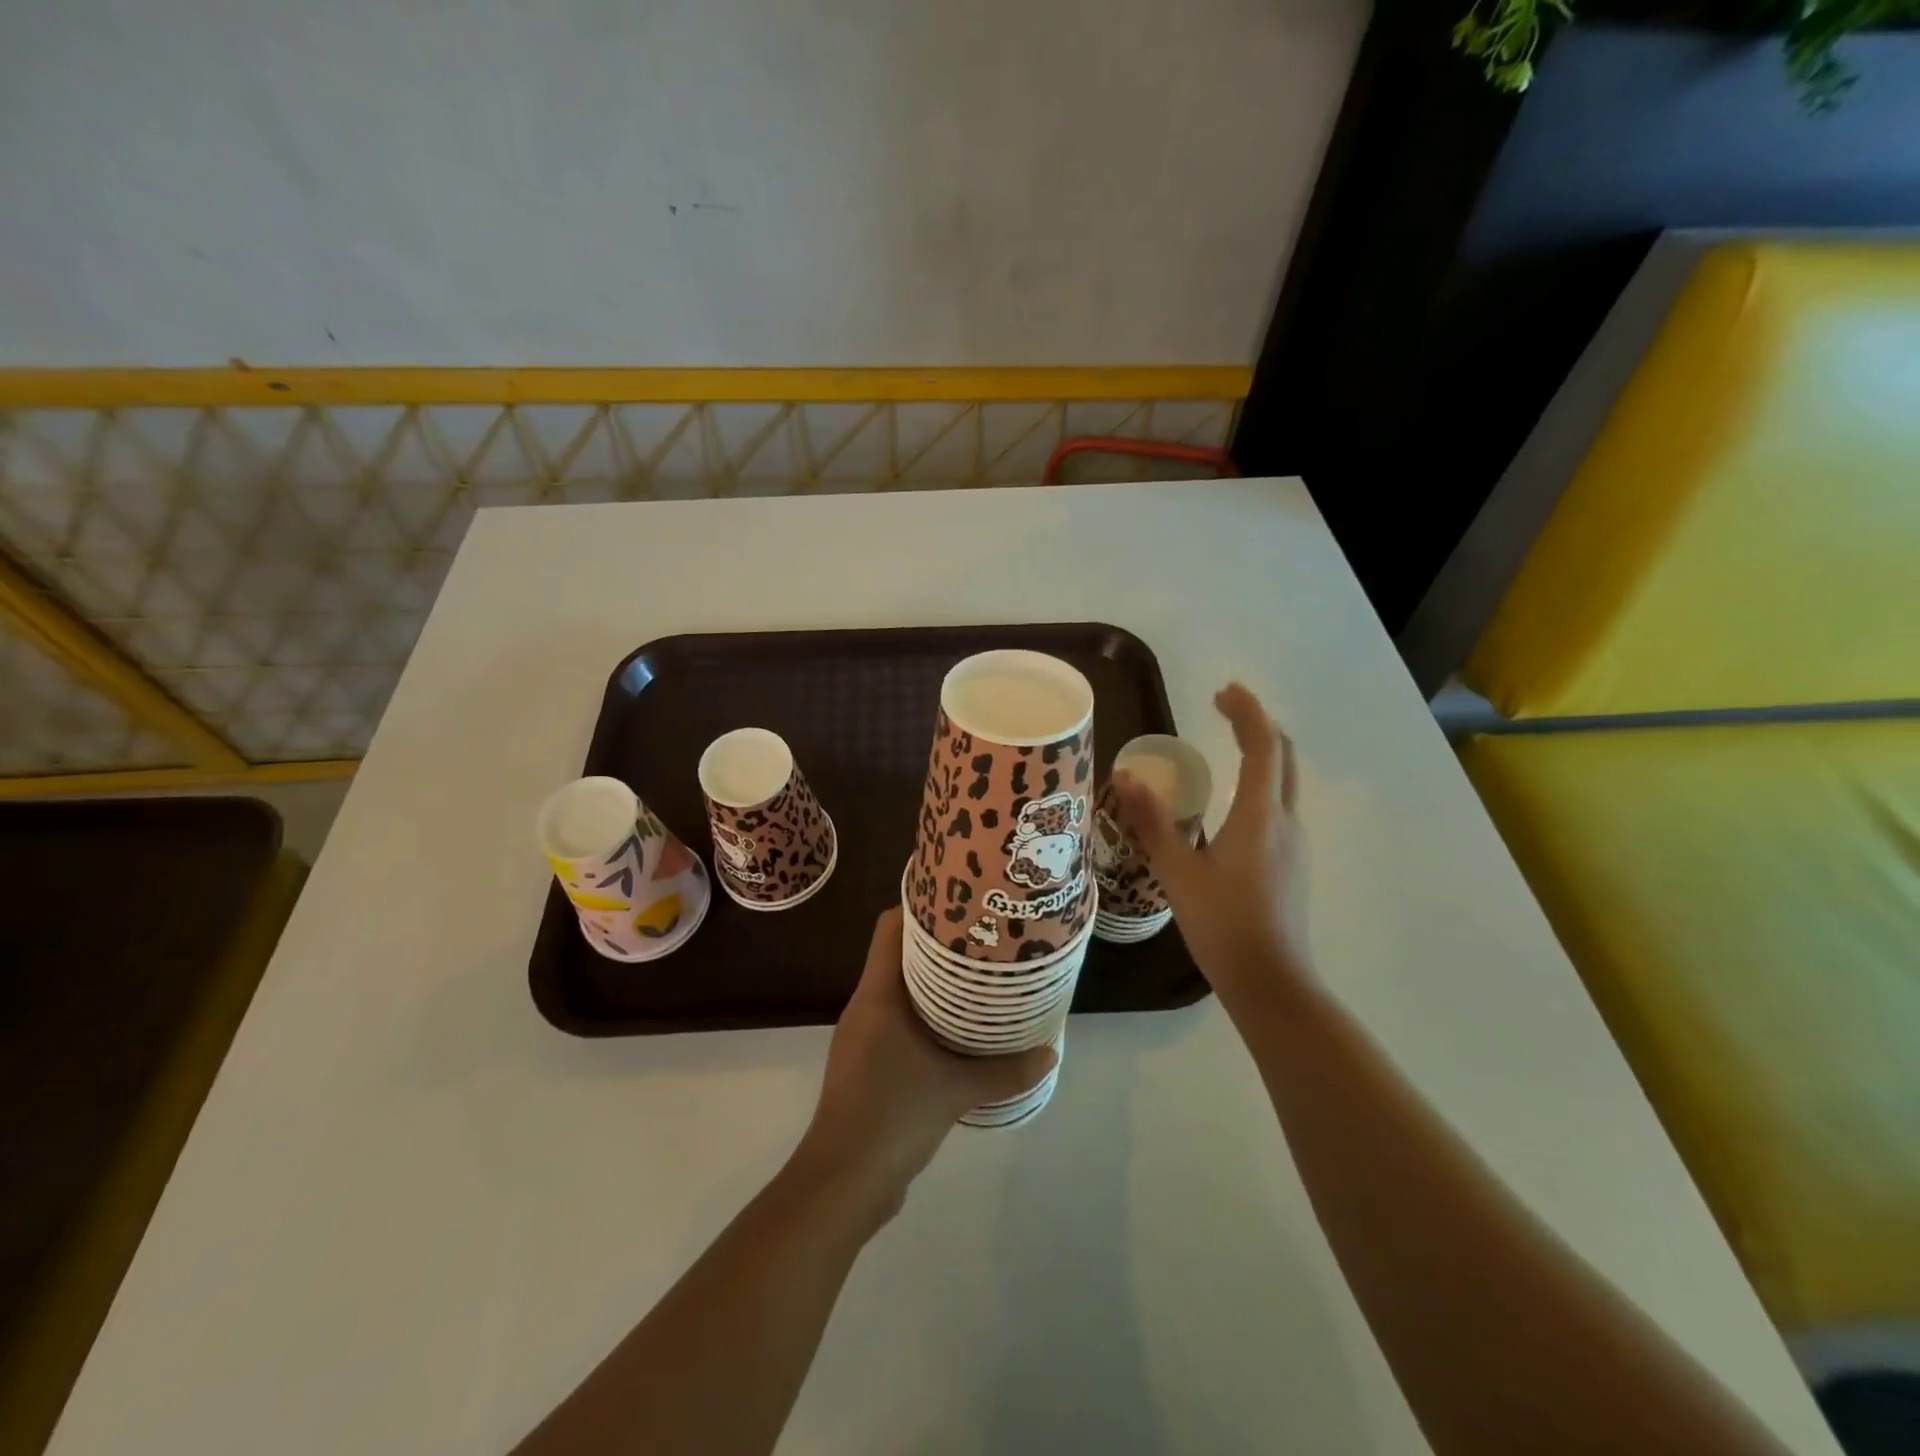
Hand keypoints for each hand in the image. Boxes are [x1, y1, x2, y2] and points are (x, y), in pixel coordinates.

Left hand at [795, 910, 1057, 1224]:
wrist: (843, 1182)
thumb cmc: (893, 1116)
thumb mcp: (956, 1090)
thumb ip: (1004, 1071)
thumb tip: (1050, 1052)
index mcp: (877, 995)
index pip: (890, 928)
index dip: (920, 905)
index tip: (960, 901)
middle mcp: (866, 1006)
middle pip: (898, 954)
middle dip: (939, 945)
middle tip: (984, 938)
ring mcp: (864, 1036)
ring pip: (900, 990)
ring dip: (935, 984)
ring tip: (979, 979)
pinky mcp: (869, 1064)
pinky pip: (899, 1022)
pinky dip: (928, 1017)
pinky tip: (960, 1031)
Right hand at [1112, 683, 1312, 1018]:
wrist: (1271, 983)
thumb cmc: (1222, 925)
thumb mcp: (1177, 872)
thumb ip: (1152, 821)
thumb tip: (1126, 776)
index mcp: (1260, 816)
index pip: (1264, 745)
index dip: (1246, 712)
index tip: (1222, 691)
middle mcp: (1286, 822)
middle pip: (1283, 757)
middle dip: (1257, 725)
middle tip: (1222, 709)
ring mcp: (1295, 844)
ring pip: (1285, 782)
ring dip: (1261, 753)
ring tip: (1225, 745)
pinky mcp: (1293, 864)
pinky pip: (1279, 807)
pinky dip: (1260, 783)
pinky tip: (1230, 803)